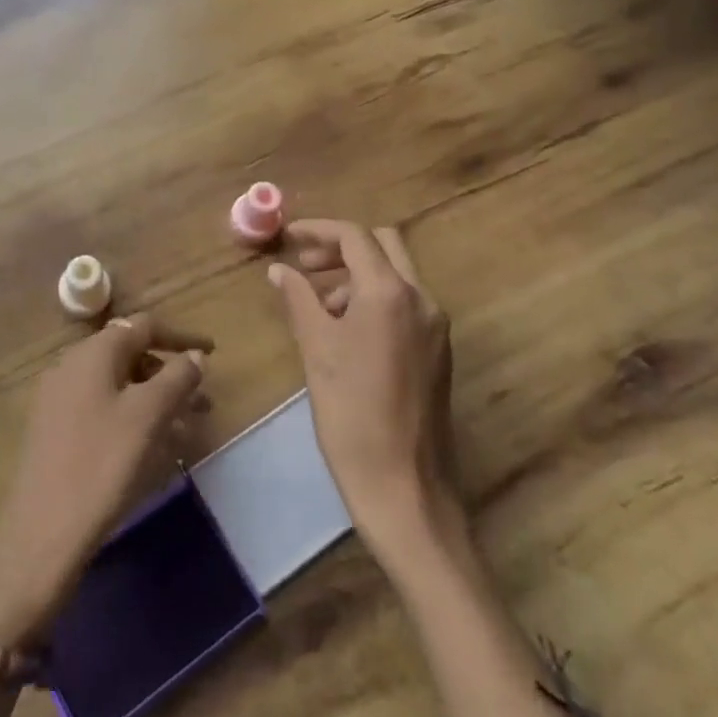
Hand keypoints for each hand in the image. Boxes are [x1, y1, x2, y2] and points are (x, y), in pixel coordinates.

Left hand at [0, 315, 209, 646]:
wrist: (43, 531)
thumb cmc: (102, 463)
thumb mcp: (148, 416)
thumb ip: (176, 378)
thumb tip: (194, 356)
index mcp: (93, 352)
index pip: (143, 326)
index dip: (180, 337)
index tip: (213, 352)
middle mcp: (71, 365)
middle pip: (129, 353)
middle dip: (169, 372)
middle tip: (202, 401)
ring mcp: (58, 397)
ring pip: (117, 384)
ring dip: (153, 397)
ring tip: (185, 428)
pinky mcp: (54, 429)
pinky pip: (102, 408)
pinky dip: (131, 416)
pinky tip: (151, 446)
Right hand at [268, 220, 463, 561]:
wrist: (404, 486)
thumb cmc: (351, 413)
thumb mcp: (316, 349)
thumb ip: (298, 299)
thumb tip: (279, 270)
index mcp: (390, 293)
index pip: (355, 237)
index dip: (318, 230)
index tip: (288, 238)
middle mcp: (421, 299)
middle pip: (383, 245)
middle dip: (341, 247)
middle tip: (305, 266)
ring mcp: (435, 326)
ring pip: (395, 274)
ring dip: (356, 275)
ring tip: (318, 306)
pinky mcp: (438, 351)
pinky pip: (404, 304)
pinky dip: (373, 299)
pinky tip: (345, 331)